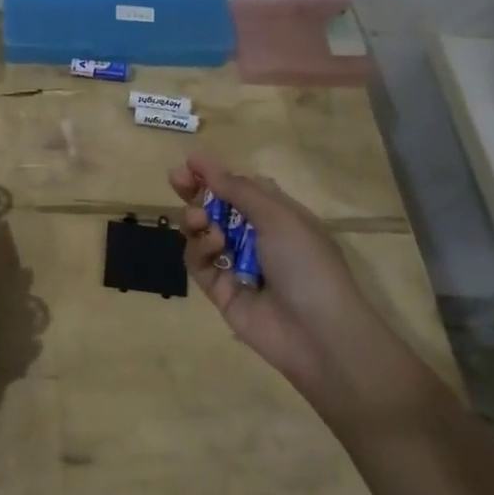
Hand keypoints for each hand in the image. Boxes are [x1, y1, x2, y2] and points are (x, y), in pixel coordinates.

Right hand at [170, 155, 418, 421]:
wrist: (318, 333)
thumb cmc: (306, 263)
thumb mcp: (278, 216)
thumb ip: (238, 190)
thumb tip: (206, 164)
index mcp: (277, 216)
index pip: (241, 188)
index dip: (216, 174)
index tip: (190, 162)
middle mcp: (255, 238)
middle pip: (216, 208)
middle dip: (195, 192)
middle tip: (176, 179)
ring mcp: (237, 265)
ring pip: (202, 234)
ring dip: (197, 220)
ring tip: (199, 220)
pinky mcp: (220, 290)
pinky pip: (199, 263)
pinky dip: (201, 250)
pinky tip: (213, 247)